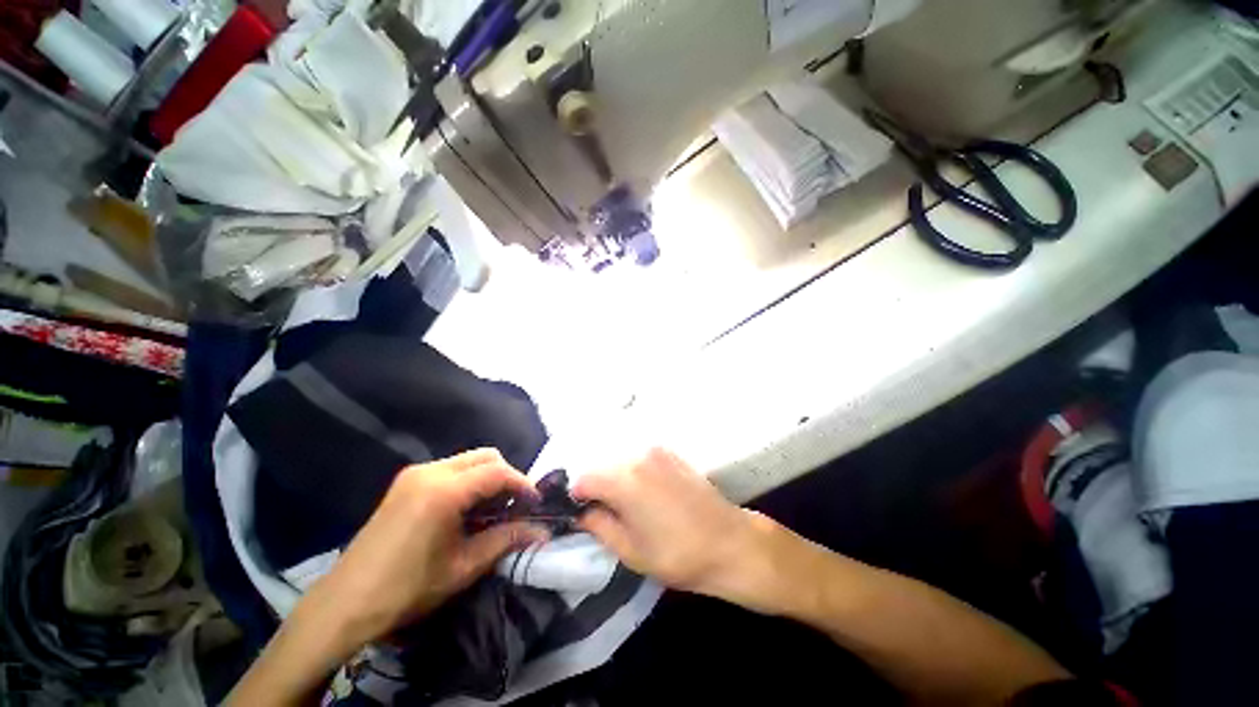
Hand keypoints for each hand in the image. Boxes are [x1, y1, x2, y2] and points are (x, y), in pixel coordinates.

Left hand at [302, 449, 549, 652]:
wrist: (345, 604)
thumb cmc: (407, 589)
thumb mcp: (464, 567)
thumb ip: (506, 540)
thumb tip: (541, 532)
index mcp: (444, 490)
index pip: (498, 471)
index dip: (522, 484)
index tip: (535, 504)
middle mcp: (430, 471)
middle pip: (486, 456)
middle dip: (507, 476)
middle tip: (515, 505)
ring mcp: (415, 474)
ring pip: (469, 460)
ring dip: (488, 478)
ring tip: (493, 510)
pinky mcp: (406, 482)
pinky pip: (450, 469)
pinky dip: (469, 481)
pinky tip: (467, 509)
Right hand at [573, 448, 784, 608]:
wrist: (730, 542)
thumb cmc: (678, 553)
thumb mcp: (630, 549)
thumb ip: (598, 526)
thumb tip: (581, 513)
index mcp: (624, 479)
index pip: (584, 479)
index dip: (577, 499)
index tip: (582, 516)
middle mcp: (638, 456)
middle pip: (603, 467)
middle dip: (597, 488)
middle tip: (604, 514)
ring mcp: (657, 452)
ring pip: (621, 461)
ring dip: (616, 480)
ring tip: (627, 507)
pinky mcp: (672, 454)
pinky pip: (641, 459)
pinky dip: (634, 473)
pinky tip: (646, 495)